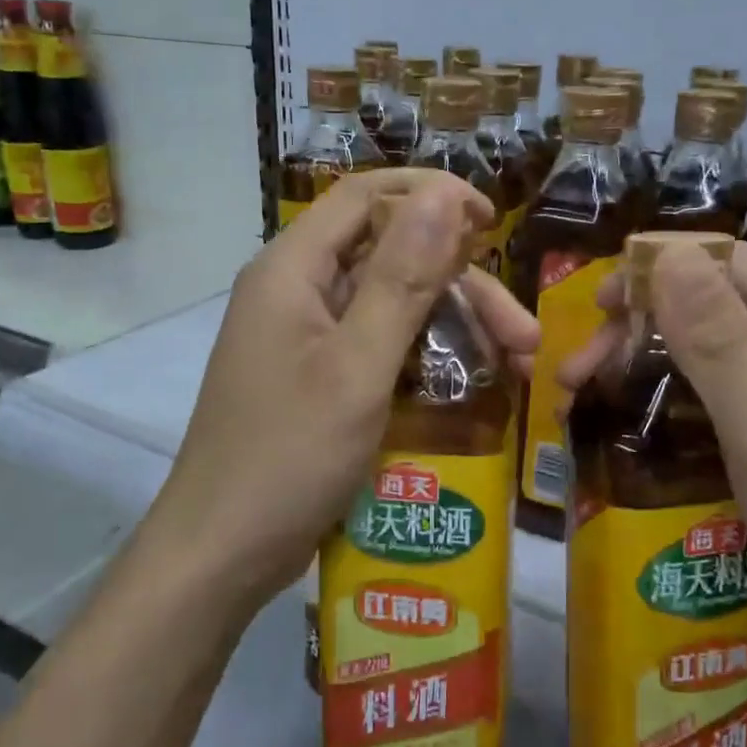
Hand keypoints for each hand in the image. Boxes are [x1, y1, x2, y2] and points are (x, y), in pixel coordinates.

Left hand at [155, 169, 538, 608]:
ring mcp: (304, 338)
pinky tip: (468, 386)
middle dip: (462, 286)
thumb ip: (402, 278)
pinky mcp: (315, 378)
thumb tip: (445, 193)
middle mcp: (296, 291)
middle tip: (524, 337)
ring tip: (514, 368)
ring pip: (390, 305)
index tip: (492, 223)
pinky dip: (424, 358)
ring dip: (452, 326)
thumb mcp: (357, 366)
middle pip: (389, 257)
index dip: (432, 197)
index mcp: (293, 270)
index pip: (367, 196)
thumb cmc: (288, 458)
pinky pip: (377, 346)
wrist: (222, 552)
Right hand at [559, 240, 746, 679]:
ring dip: (647, 368)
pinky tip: (634, 426)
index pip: (731, 263)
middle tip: (575, 374)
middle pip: (715, 308)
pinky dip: (673, 404)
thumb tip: (670, 252)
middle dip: (639, 330)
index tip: (593, 305)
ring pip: (713, 355)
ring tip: (586, 400)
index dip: (657, 270)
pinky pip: (723, 399)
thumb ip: (718, 339)